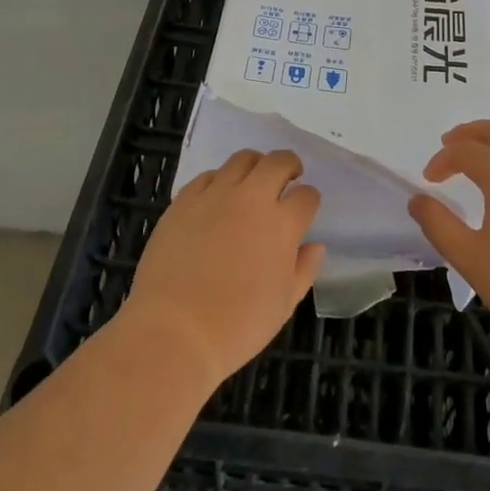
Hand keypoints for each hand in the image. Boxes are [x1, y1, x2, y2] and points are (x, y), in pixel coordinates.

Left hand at [126, 150, 324, 388]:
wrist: (174, 332)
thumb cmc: (236, 327)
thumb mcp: (284, 305)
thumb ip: (304, 269)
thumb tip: (315, 245)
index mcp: (281, 225)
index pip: (307, 195)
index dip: (309, 200)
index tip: (305, 208)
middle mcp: (251, 199)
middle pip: (278, 162)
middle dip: (290, 165)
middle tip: (288, 176)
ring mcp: (215, 195)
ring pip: (243, 159)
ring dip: (256, 165)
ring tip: (253, 180)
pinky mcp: (184, 200)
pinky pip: (208, 175)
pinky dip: (219, 180)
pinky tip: (218, 197)